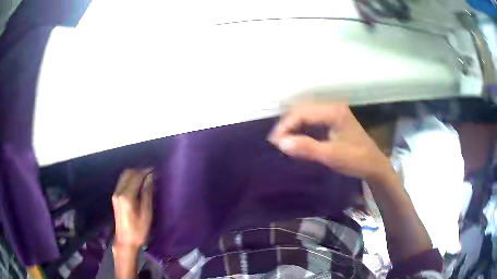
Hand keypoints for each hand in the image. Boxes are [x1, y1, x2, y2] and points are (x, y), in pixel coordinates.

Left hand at [112, 169, 153, 249]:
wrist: (125, 240)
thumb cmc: (139, 230)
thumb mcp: (146, 213)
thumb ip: (147, 193)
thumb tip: (150, 178)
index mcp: (127, 196)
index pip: (136, 176)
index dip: (145, 171)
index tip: (155, 169)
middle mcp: (119, 192)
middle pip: (128, 173)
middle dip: (140, 170)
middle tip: (151, 173)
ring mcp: (115, 193)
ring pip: (124, 176)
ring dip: (135, 173)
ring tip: (146, 177)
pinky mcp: (115, 196)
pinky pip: (122, 181)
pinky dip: (130, 178)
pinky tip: (138, 183)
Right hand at [268, 103, 390, 181]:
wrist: (374, 165)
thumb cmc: (356, 160)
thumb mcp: (331, 156)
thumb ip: (307, 148)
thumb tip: (281, 143)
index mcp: (333, 111)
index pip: (302, 113)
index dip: (286, 126)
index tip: (275, 142)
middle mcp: (332, 107)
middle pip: (302, 110)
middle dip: (288, 125)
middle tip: (277, 142)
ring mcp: (333, 113)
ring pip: (306, 115)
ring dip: (294, 126)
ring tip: (283, 141)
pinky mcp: (333, 120)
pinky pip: (312, 120)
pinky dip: (302, 129)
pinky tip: (297, 139)